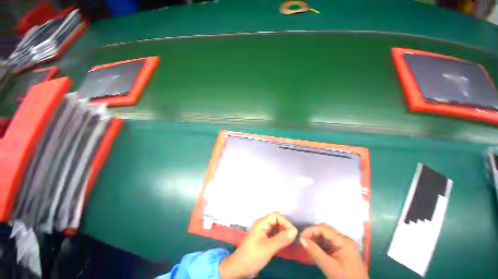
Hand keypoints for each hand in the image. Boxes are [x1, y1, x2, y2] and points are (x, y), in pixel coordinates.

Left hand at [219, 212, 297, 278]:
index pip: (276, 215)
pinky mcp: (264, 238)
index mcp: (261, 223)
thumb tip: (295, 231)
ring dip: (283, 231)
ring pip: (276, 227)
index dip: (285, 222)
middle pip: (276, 220)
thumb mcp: (268, 248)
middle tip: (293, 237)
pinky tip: (285, 243)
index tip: (293, 233)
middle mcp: (262, 225)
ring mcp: (263, 231)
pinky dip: (280, 237)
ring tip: (290, 240)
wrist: (239, 267)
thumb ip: (281, 239)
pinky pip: (274, 234)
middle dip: (285, 226)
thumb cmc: (253, 256)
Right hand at [300, 223, 368, 278]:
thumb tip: (301, 239)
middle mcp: (344, 239)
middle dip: (312, 233)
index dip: (310, 230)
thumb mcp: (329, 267)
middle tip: (303, 241)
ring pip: (327, 235)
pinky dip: (321, 243)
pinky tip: (316, 248)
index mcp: (343, 241)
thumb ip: (315, 252)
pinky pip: (330, 241)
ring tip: (307, 244)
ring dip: (316, 238)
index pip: (323, 228)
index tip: (300, 238)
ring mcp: (344, 244)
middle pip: (325, 229)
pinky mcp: (343, 249)